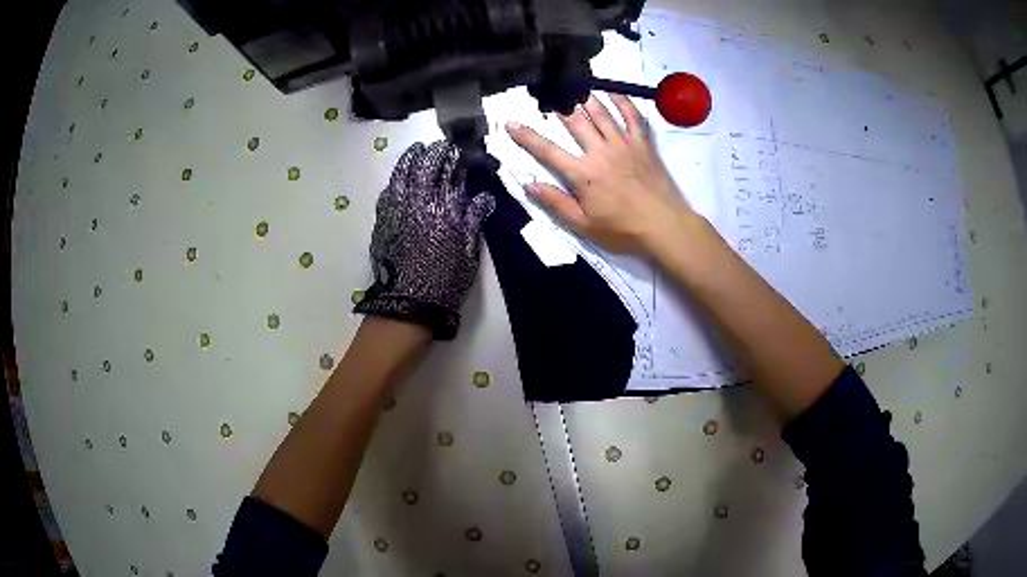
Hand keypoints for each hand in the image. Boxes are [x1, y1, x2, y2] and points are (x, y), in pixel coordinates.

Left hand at [354, 141, 494, 339]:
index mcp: (444, 210)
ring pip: (403, 175)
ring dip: (411, 159)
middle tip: (439, 146)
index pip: (451, 174)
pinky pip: (388, 192)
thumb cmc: (444, 280)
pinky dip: (395, 180)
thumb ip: (474, 219)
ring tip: (417, 150)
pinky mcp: (383, 221)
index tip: (460, 151)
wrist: (408, 304)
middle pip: (426, 168)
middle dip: (434, 153)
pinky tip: (399, 177)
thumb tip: (484, 196)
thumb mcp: (468, 251)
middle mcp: (419, 203)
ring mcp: (397, 210)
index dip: (456, 159)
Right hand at [506, 94, 691, 254]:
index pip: (548, 151)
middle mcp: (600, 152)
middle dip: (559, 109)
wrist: (664, 226)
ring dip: (585, 100)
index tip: (511, 124)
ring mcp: (623, 144)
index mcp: (582, 174)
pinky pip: (632, 116)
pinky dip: (622, 102)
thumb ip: (556, 203)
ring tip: (574, 89)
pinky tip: (613, 92)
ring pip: (601, 114)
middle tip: (548, 97)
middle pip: (575, 123)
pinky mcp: (643, 144)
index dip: (527, 137)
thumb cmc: (623, 230)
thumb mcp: (583, 225)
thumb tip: (528, 184)